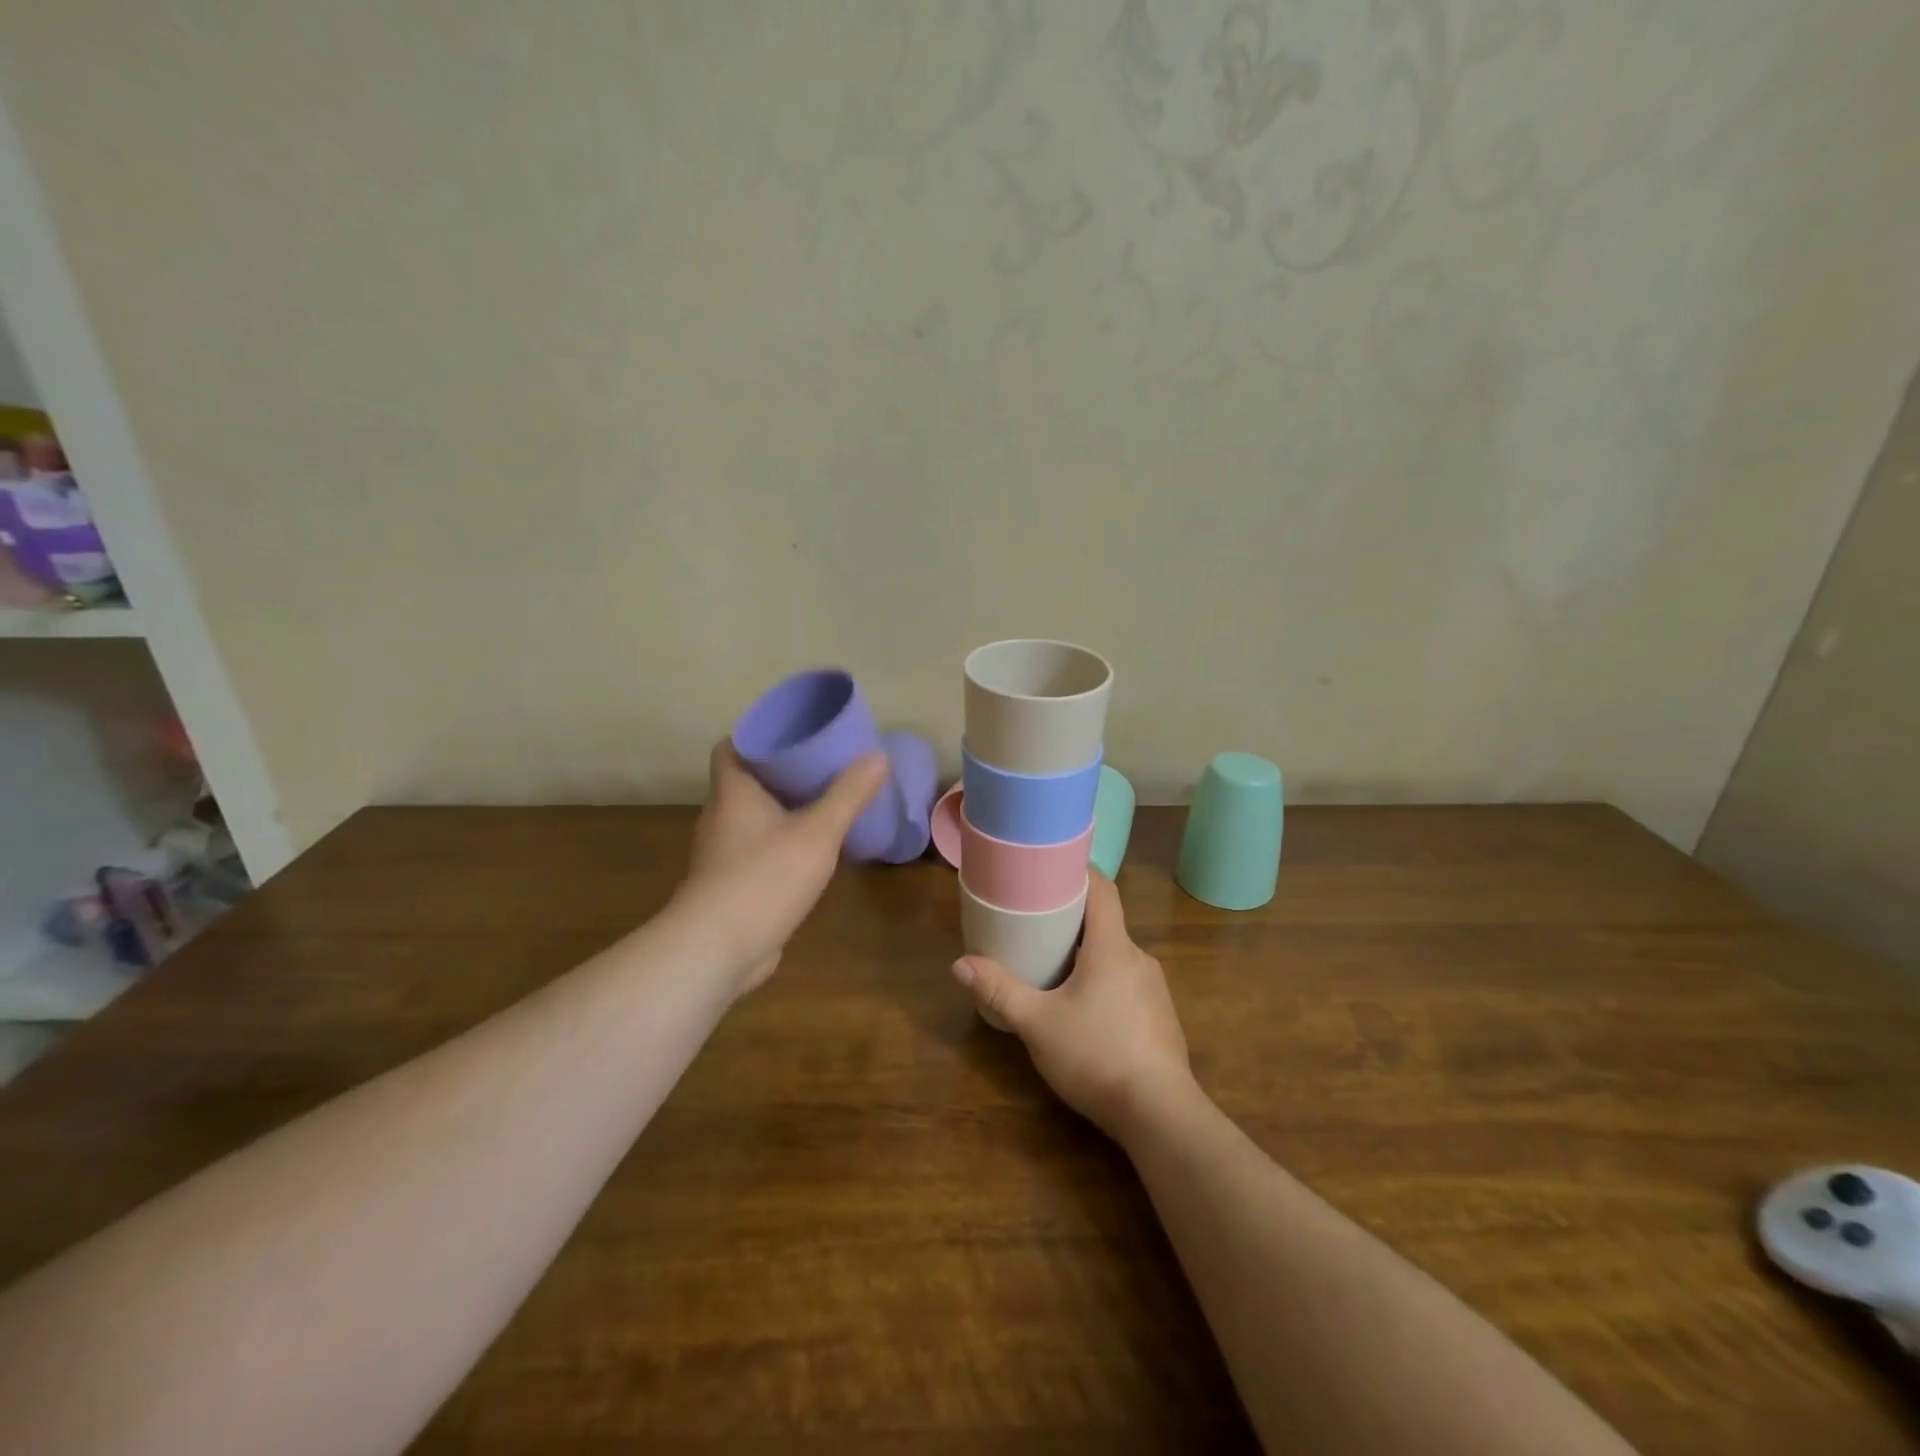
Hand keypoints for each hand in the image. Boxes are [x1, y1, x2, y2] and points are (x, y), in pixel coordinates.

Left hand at [676, 740, 889, 998]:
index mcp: (733, 791)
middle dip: (782, 772)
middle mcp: (721, 816)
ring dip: (783, 808)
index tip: (796, 734)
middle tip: (823, 764)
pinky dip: (780, 842)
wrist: (718, 949)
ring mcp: (722, 853)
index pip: (732, 746)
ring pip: (753, 817)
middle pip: (747, 780)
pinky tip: (810, 850)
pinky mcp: (730, 883)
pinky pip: (757, 849)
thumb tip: (878, 756)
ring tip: (824, 802)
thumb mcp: (817, 832)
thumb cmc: (764, 878)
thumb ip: (848, 794)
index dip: (760, 735)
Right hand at [949, 872, 1192, 1138]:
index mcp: (1112, 947)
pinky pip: (1129, 984)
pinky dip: (1105, 983)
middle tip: (1038, 922)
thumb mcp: (1037, 1024)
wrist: (1160, 1115)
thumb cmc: (1096, 1055)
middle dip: (1074, 919)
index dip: (1081, 872)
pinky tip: (1086, 1010)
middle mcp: (1139, 958)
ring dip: (1089, 955)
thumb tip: (959, 964)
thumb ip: (999, 991)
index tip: (1054, 866)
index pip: (1103, 890)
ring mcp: (1155, 990)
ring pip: (1117, 957)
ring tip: (1056, 967)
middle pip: (1106, 923)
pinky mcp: (1161, 1019)